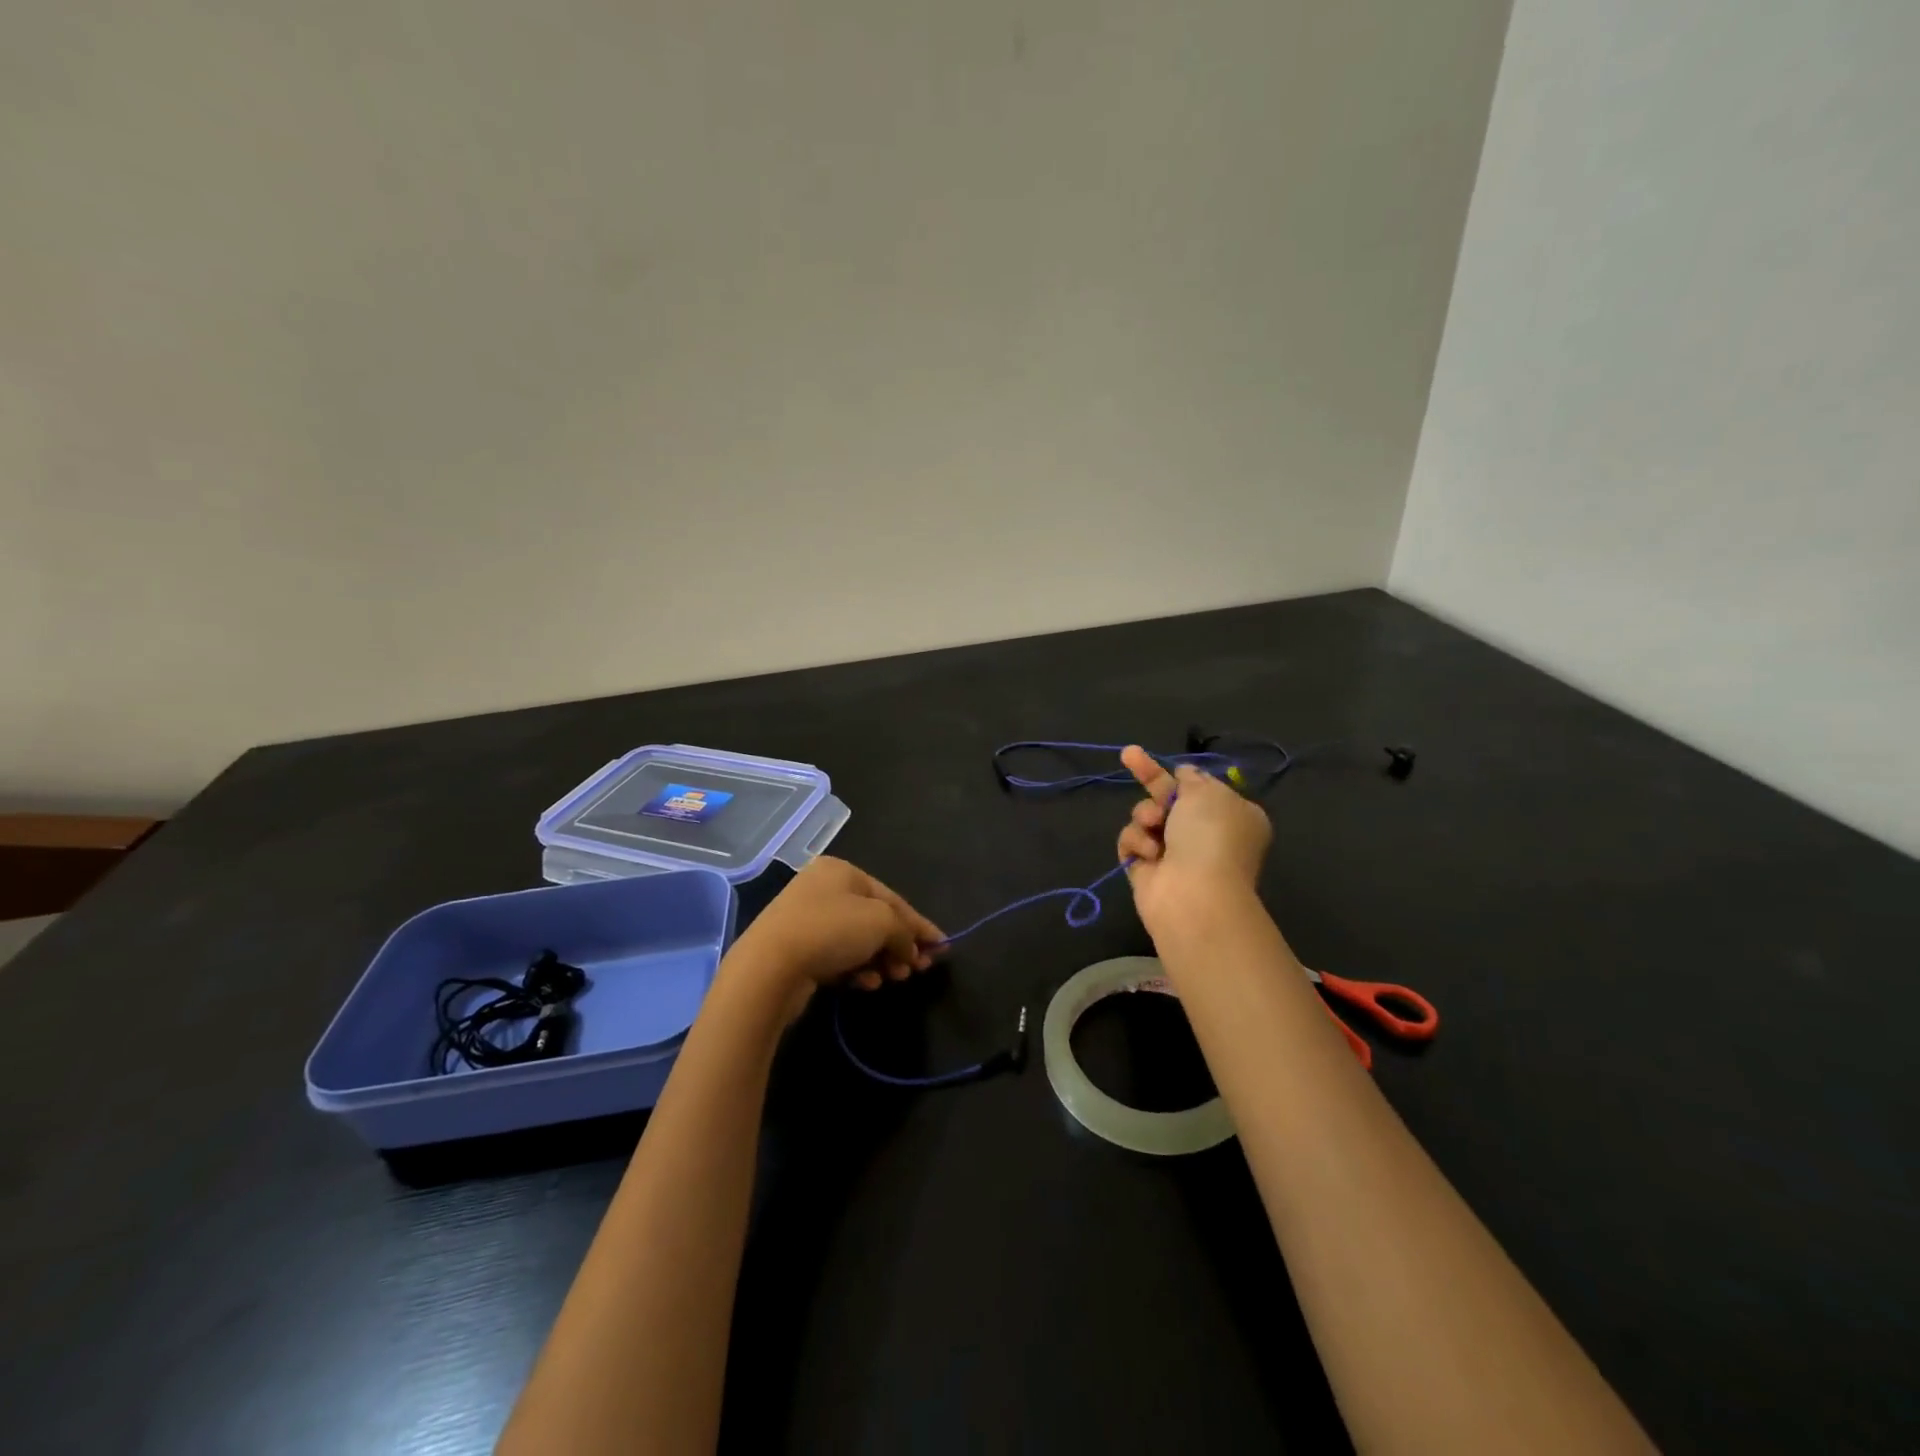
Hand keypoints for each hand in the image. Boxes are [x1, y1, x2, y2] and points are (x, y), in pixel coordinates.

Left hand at [721, 856, 943, 1019]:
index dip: (920, 923)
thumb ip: (905, 932)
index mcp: (842, 871)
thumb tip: (912, 949)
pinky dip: (858, 969)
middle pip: (875, 918)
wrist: (770, 966)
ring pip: (857, 940)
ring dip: (882, 959)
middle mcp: (824, 889)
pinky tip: (868, 984)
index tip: (942, 946)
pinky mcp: (797, 949)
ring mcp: (807, 919)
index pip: (892, 897)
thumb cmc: (832, 930)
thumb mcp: (882, 922)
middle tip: (921, 967)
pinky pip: (838, 956)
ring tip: (896, 978)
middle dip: (901, 944)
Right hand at [1115, 744, 1271, 932]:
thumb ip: (1192, 778)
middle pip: (1168, 797)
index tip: (1170, 763)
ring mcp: (1174, 852)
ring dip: (1145, 815)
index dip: (1184, 775)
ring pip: (1145, 816)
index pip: (1202, 787)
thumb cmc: (1210, 836)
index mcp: (1231, 814)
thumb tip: (1184, 773)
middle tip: (1128, 754)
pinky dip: (1136, 842)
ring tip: (1153, 824)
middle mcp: (1204, 833)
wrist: (1193, 894)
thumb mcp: (1208, 792)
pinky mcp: (1147, 869)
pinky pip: (1131, 841)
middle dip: (1149, 777)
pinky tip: (1148, 853)